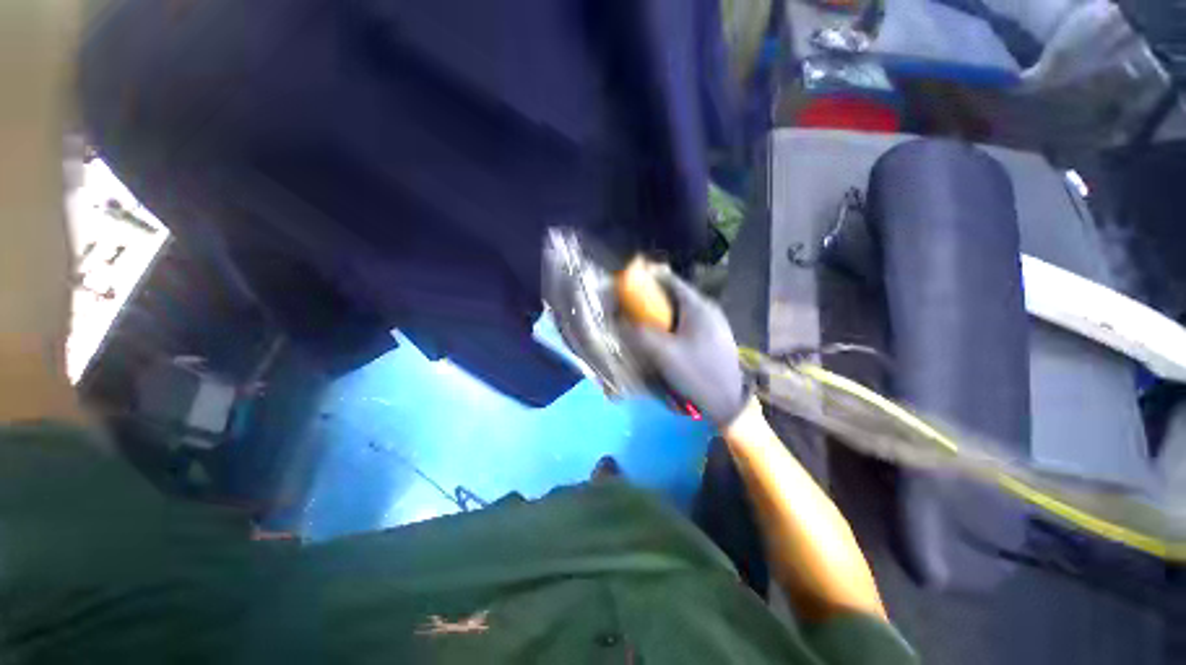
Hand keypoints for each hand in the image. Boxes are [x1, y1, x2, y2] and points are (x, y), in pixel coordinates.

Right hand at [621, 273, 747, 426]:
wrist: (729, 402)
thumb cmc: (697, 373)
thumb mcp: (664, 354)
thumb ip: (638, 334)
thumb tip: (618, 320)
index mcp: (698, 306)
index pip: (669, 280)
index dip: (647, 279)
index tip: (628, 287)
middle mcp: (707, 309)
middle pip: (674, 296)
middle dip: (652, 301)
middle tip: (633, 310)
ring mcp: (713, 323)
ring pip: (680, 311)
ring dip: (662, 315)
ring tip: (645, 326)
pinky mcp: (714, 337)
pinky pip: (688, 323)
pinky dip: (672, 326)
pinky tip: (665, 341)